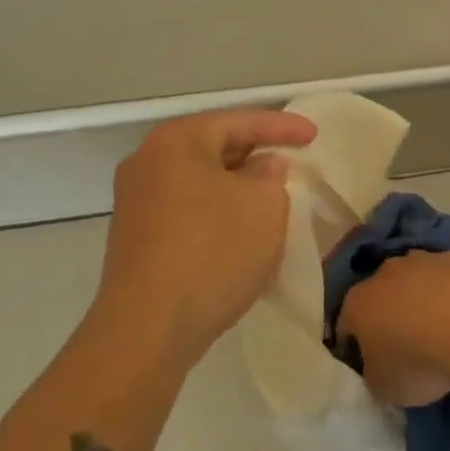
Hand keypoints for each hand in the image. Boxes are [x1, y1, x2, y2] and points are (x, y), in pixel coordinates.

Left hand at [96, 108, 316, 364]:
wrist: (147, 330)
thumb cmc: (213, 251)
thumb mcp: (264, 205)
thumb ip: (271, 175)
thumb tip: (261, 167)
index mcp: (177, 141)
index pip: (239, 121)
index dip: (282, 127)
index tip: (314, 136)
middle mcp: (148, 162)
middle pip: (214, 147)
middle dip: (256, 154)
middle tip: (291, 161)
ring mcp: (135, 203)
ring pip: (200, 181)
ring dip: (236, 187)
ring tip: (271, 197)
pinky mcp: (135, 240)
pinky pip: (186, 211)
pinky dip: (217, 213)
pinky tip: (240, 233)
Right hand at [336, 249, 449, 406]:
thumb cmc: (416, 360)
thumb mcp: (383, 386)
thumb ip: (374, 372)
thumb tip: (379, 365)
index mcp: (358, 304)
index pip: (346, 326)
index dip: (353, 346)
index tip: (366, 364)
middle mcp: (385, 273)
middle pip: (380, 294)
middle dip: (389, 314)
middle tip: (405, 344)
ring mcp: (423, 259)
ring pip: (416, 277)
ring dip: (422, 296)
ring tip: (439, 327)